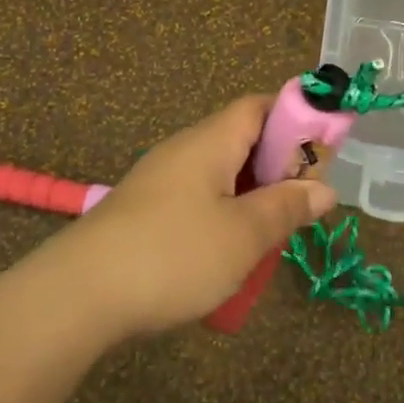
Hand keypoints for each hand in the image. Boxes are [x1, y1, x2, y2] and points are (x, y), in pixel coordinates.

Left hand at [38, 95, 335, 342]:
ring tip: (269, 238)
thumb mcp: (244, 235)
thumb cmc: (173, 255)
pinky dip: (223, 220)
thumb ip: (286, 207)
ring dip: (252, 201)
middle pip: (242, 141)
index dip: (295, 118)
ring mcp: (160, 183)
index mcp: (209, 142)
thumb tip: (324, 189)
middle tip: (300, 207)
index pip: (258, 106)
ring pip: (221, 177)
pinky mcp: (145, 214)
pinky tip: (228, 258)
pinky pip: (198, 202)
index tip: (323, 153)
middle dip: (278, 170)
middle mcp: (183, 152)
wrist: (79, 295)